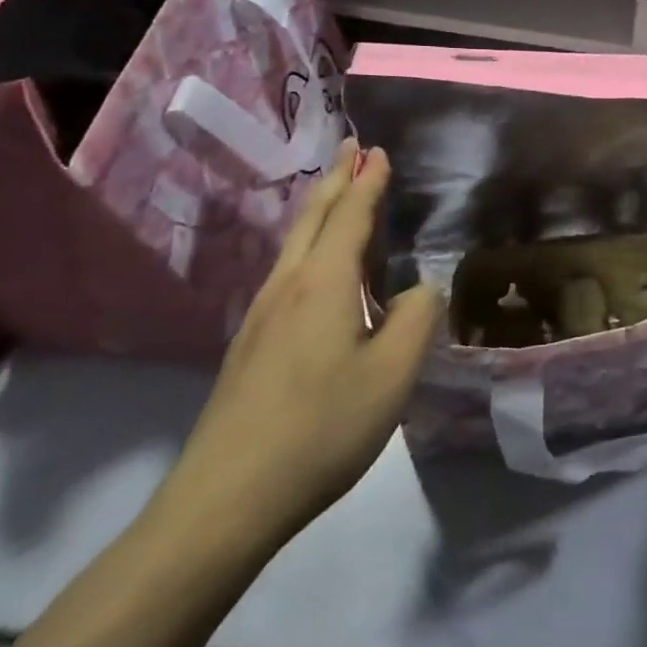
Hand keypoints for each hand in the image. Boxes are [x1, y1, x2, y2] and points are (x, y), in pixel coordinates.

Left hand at [151, 138, 441, 556]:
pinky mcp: (250, 346)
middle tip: (350, 147)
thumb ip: (416, 319)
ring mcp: (261, 316)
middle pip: (312, 217)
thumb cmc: (322, 427)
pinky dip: (309, 245)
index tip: (376, 149)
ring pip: (294, 244)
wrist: (225, 499)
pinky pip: (287, 272)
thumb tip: (420, 288)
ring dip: (319, 209)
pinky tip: (317, 268)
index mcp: (324, 283)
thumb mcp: (393, 374)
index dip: (367, 181)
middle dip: (335, 178)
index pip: (349, 215)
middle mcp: (287, 286)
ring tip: (336, 193)